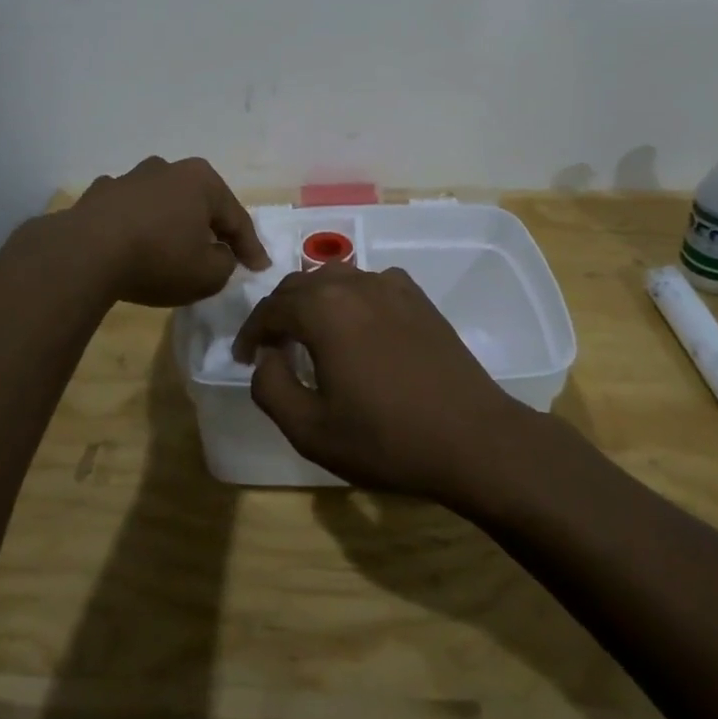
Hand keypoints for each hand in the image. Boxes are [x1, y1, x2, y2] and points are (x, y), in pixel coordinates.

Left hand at [68, 156, 268, 306]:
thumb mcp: (207, 274)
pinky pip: (129, 210)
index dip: (251, 247)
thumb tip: (219, 254)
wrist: (86, 252)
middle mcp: (168, 169)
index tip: (260, 268)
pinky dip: (137, 223)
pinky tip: (133, 240)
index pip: (236, 218)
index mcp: (202, 181)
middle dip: (211, 225)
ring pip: (163, 201)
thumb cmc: (158, 258)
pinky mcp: (100, 194)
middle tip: (222, 251)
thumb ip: (225, 264)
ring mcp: (130, 177)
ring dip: (172, 221)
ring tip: (174, 245)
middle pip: (200, 202)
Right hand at [231, 263, 530, 502]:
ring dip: (313, 301)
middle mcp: (353, 283)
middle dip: (279, 312)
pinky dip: (350, 298)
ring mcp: (390, 285)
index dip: (251, 332)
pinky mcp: (418, 297)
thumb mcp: (310, 429)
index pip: (270, 309)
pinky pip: (370, 284)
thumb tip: (266, 358)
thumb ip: (270, 388)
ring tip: (309, 333)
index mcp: (322, 309)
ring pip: (335, 279)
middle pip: (300, 286)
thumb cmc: (386, 438)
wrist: (473, 439)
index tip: (244, 357)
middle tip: (271, 346)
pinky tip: (357, 326)